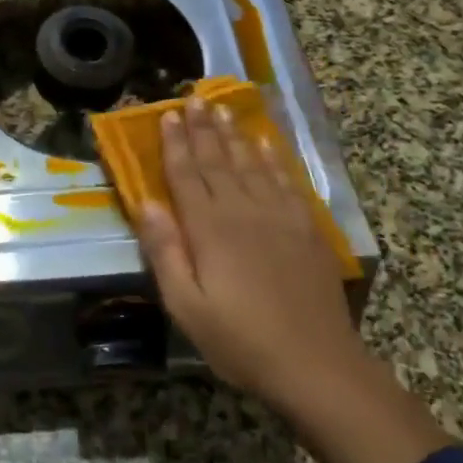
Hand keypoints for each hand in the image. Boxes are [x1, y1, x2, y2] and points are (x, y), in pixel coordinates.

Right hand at [135, 98, 362, 414]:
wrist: (316, 364)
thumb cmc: (240, 341)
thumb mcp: (186, 305)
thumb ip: (165, 251)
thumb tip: (146, 202)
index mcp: (210, 229)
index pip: (187, 175)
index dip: (175, 144)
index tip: (167, 114)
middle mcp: (244, 211)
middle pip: (218, 161)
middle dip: (203, 129)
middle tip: (194, 98)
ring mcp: (280, 216)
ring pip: (251, 164)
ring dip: (235, 135)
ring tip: (223, 109)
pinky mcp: (306, 228)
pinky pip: (286, 180)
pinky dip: (273, 158)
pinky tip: (265, 144)